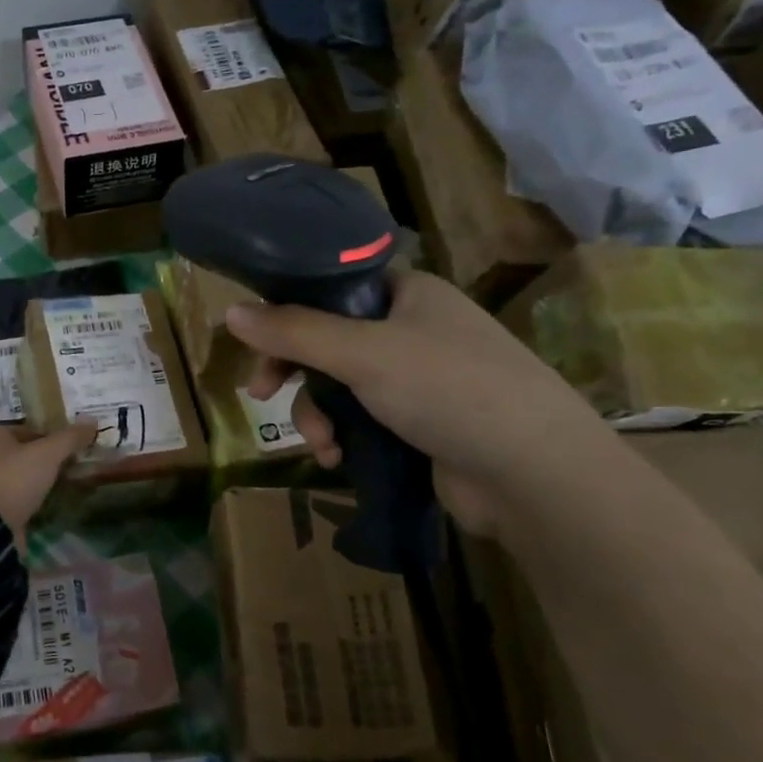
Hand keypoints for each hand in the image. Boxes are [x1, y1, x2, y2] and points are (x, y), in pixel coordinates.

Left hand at [0, 421, 96, 548]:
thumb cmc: (15, 477)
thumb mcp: (48, 452)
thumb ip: (70, 437)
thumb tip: (92, 420)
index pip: (26, 426)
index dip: (48, 430)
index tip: (71, 439)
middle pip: (26, 452)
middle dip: (48, 456)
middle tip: (77, 459)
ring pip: (26, 476)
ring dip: (45, 479)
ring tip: (73, 480)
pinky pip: (25, 499)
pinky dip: (40, 499)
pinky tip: (59, 501)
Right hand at [227, 269, 610, 535]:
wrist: (533, 473)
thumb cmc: (449, 389)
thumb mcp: (363, 353)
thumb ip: (294, 331)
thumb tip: (229, 312)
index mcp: (407, 293)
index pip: (330, 288)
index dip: (287, 311)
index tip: (255, 343)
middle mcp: (412, 329)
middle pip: (328, 341)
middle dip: (295, 373)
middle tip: (262, 394)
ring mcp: (418, 379)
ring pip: (340, 386)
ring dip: (317, 414)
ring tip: (323, 445)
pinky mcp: (420, 424)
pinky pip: (362, 420)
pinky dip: (343, 437)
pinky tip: (338, 460)